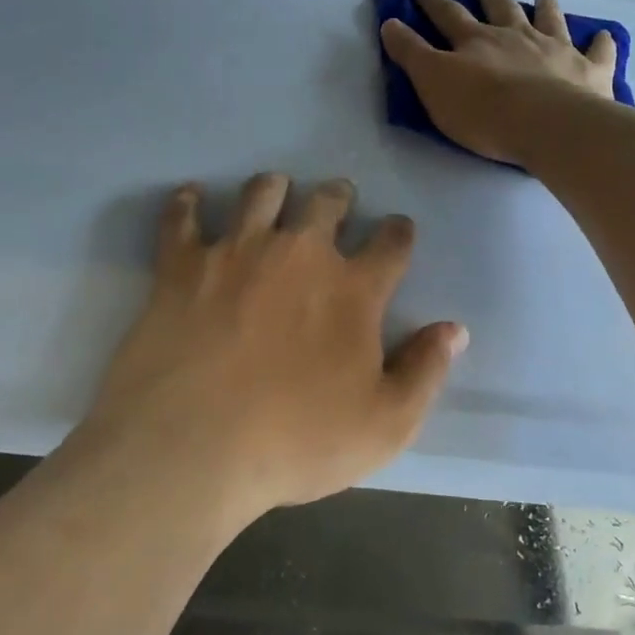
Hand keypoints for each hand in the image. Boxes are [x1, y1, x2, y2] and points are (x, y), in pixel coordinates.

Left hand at [84, 173, 467, 524]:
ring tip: (275, 190)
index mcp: (353, 289)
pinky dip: (187, 203)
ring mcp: (236, 252)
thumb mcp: (385, 425)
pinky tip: (191, 196)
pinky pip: (182, 217)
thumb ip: (425, 371)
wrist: (193, 445)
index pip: (391, 243)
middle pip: (326, 203)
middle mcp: (298, 253)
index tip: (398, 230)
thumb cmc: (296, 441)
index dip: (399, 233)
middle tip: (337, 199)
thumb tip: (454, 330)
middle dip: (338, 197)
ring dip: (274, 188)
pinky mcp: (181, 264)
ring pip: (261, 194)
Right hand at [380, 0, 617, 165]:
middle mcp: (516, 36)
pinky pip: (598, 51)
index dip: (433, 2)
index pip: (448, 15)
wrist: (547, 125)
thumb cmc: (483, 110)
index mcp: (477, 41)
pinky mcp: (589, 71)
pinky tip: (604, 36)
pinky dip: (600, 42)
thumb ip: (412, 54)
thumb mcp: (433, 84)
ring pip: (549, 20)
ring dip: (545, 7)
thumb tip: (390, 23)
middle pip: (501, 8)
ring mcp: (556, 50)